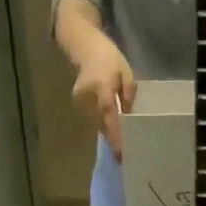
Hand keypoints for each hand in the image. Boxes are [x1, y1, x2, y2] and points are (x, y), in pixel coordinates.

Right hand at [71, 36, 135, 161]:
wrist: (85, 47)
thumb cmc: (110, 59)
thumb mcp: (127, 75)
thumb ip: (128, 96)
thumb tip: (128, 117)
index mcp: (102, 87)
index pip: (109, 116)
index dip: (115, 135)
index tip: (121, 152)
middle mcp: (88, 96)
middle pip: (102, 123)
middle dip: (113, 140)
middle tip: (125, 159)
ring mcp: (80, 100)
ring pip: (97, 123)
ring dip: (108, 135)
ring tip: (120, 152)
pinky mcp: (78, 102)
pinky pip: (93, 118)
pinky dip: (103, 126)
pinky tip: (112, 135)